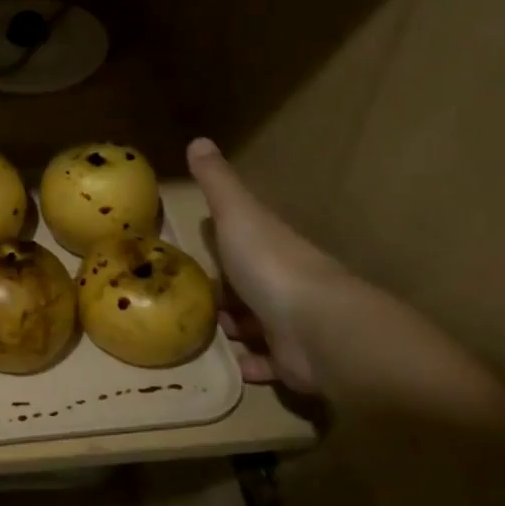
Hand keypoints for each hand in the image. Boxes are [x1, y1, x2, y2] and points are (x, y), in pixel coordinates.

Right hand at [186, 137, 342, 394]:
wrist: (319, 330)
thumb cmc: (271, 265)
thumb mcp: (237, 215)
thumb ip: (217, 182)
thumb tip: (198, 139)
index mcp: (269, 246)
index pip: (243, 240)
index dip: (221, 243)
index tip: (194, 249)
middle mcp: (281, 283)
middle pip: (247, 285)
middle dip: (222, 292)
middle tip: (185, 299)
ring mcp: (289, 324)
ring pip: (255, 325)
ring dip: (232, 329)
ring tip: (199, 333)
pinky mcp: (293, 363)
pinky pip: (266, 364)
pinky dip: (249, 365)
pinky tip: (228, 366)